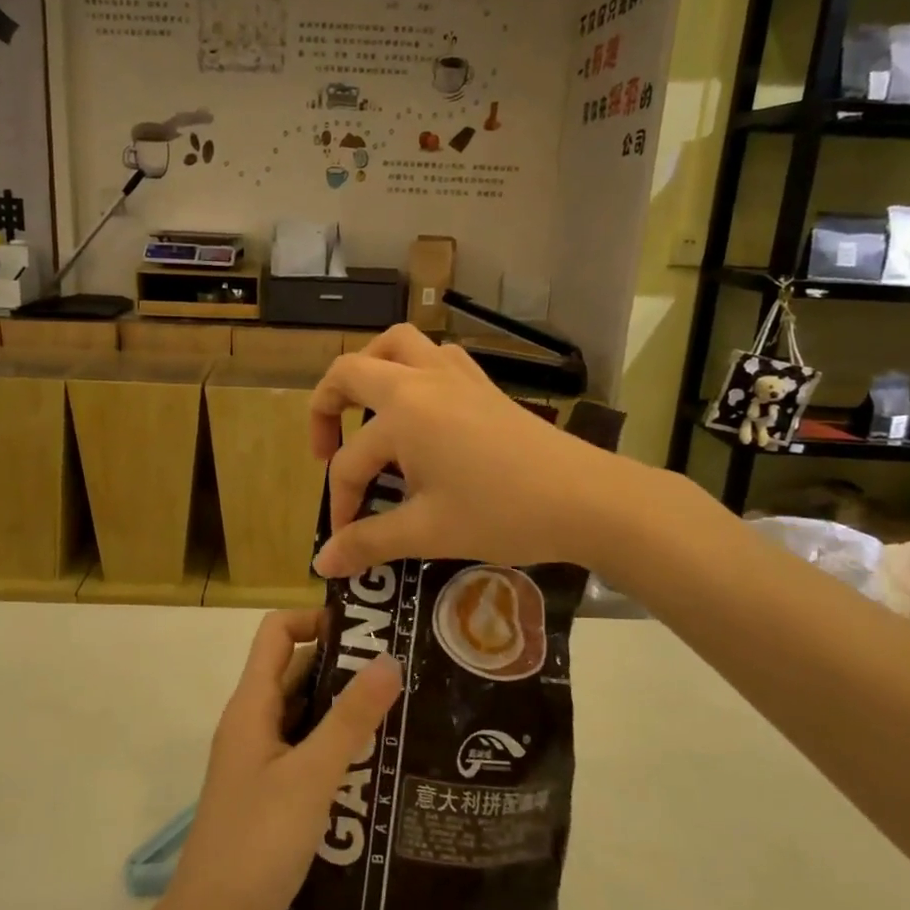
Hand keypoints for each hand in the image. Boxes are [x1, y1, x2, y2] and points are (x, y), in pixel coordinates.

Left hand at [167, 610, 400, 909]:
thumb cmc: (257, 842)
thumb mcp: (311, 777)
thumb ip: (350, 719)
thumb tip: (389, 658)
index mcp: (251, 705)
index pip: (277, 632)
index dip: (316, 619)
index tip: (367, 630)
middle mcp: (252, 722)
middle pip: (295, 669)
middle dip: (343, 664)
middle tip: (401, 668)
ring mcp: (260, 758)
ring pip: (304, 712)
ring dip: (343, 706)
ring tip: (400, 708)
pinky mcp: (270, 789)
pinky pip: (305, 748)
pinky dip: (335, 743)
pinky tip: (376, 759)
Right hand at [309, 325, 617, 577]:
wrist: (586, 498)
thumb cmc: (502, 512)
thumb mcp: (428, 532)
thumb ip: (369, 542)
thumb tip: (323, 564)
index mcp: (402, 414)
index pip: (350, 460)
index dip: (341, 503)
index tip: (347, 542)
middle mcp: (421, 381)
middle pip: (352, 371)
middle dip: (325, 407)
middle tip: (326, 449)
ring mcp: (455, 375)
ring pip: (398, 345)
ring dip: (370, 369)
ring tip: (367, 410)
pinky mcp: (483, 384)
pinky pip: (436, 356)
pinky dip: (414, 369)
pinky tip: (422, 408)